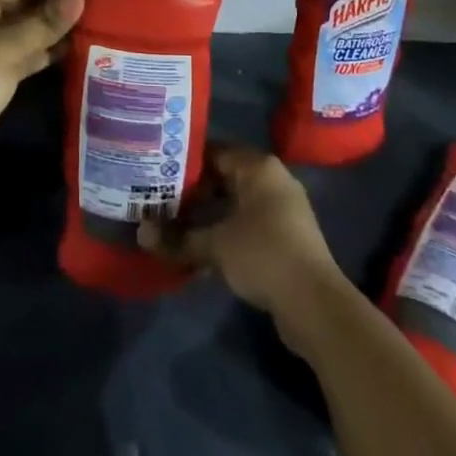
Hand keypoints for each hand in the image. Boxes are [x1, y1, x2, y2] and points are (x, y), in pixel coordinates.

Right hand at [137, 145, 343, 317]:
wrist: (314, 303)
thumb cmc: (263, 254)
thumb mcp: (216, 245)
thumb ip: (178, 238)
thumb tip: (141, 234)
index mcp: (258, 167)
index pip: (215, 152)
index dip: (186, 163)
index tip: (158, 174)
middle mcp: (272, 179)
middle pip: (225, 178)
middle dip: (194, 192)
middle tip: (161, 201)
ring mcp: (282, 209)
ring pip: (235, 204)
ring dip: (209, 216)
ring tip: (176, 227)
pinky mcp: (285, 237)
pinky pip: (247, 224)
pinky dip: (226, 232)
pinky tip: (202, 252)